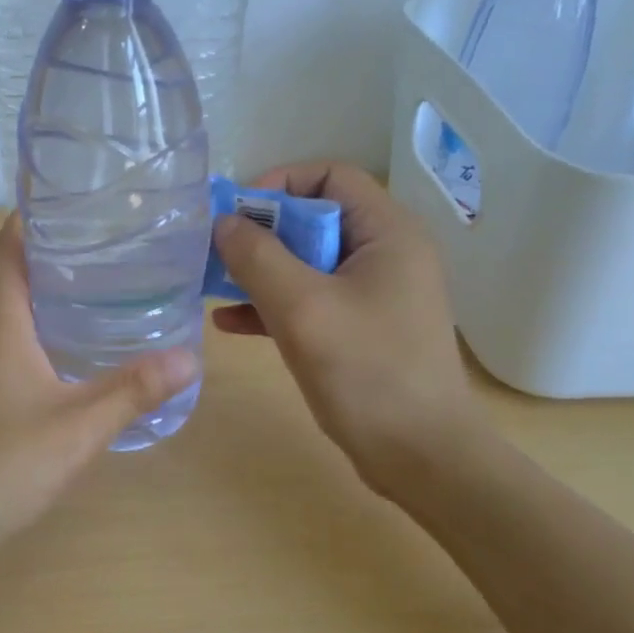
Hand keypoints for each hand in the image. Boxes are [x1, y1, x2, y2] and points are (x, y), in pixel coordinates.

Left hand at [0, 215, 199, 557]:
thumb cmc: (0, 465)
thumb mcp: (79, 428)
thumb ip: (134, 391)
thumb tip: (190, 356)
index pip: (4, 253)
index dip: (27, 222)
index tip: (63, 205)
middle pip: (4, 288)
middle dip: (48, 270)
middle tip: (103, 264)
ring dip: (37, 315)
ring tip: (90, 315)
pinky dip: (24, 351)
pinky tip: (54, 379)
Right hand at [211, 162, 478, 496]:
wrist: (421, 456)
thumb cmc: (367, 372)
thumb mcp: (302, 307)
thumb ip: (258, 258)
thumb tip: (223, 222)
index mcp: (387, 232)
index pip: (331, 176)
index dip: (279, 184)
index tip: (235, 215)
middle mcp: (385, 254)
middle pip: (315, 219)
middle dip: (261, 234)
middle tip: (215, 253)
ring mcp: (374, 295)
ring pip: (307, 263)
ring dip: (260, 271)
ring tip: (212, 285)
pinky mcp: (361, 330)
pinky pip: (311, 301)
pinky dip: (273, 306)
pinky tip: (230, 322)